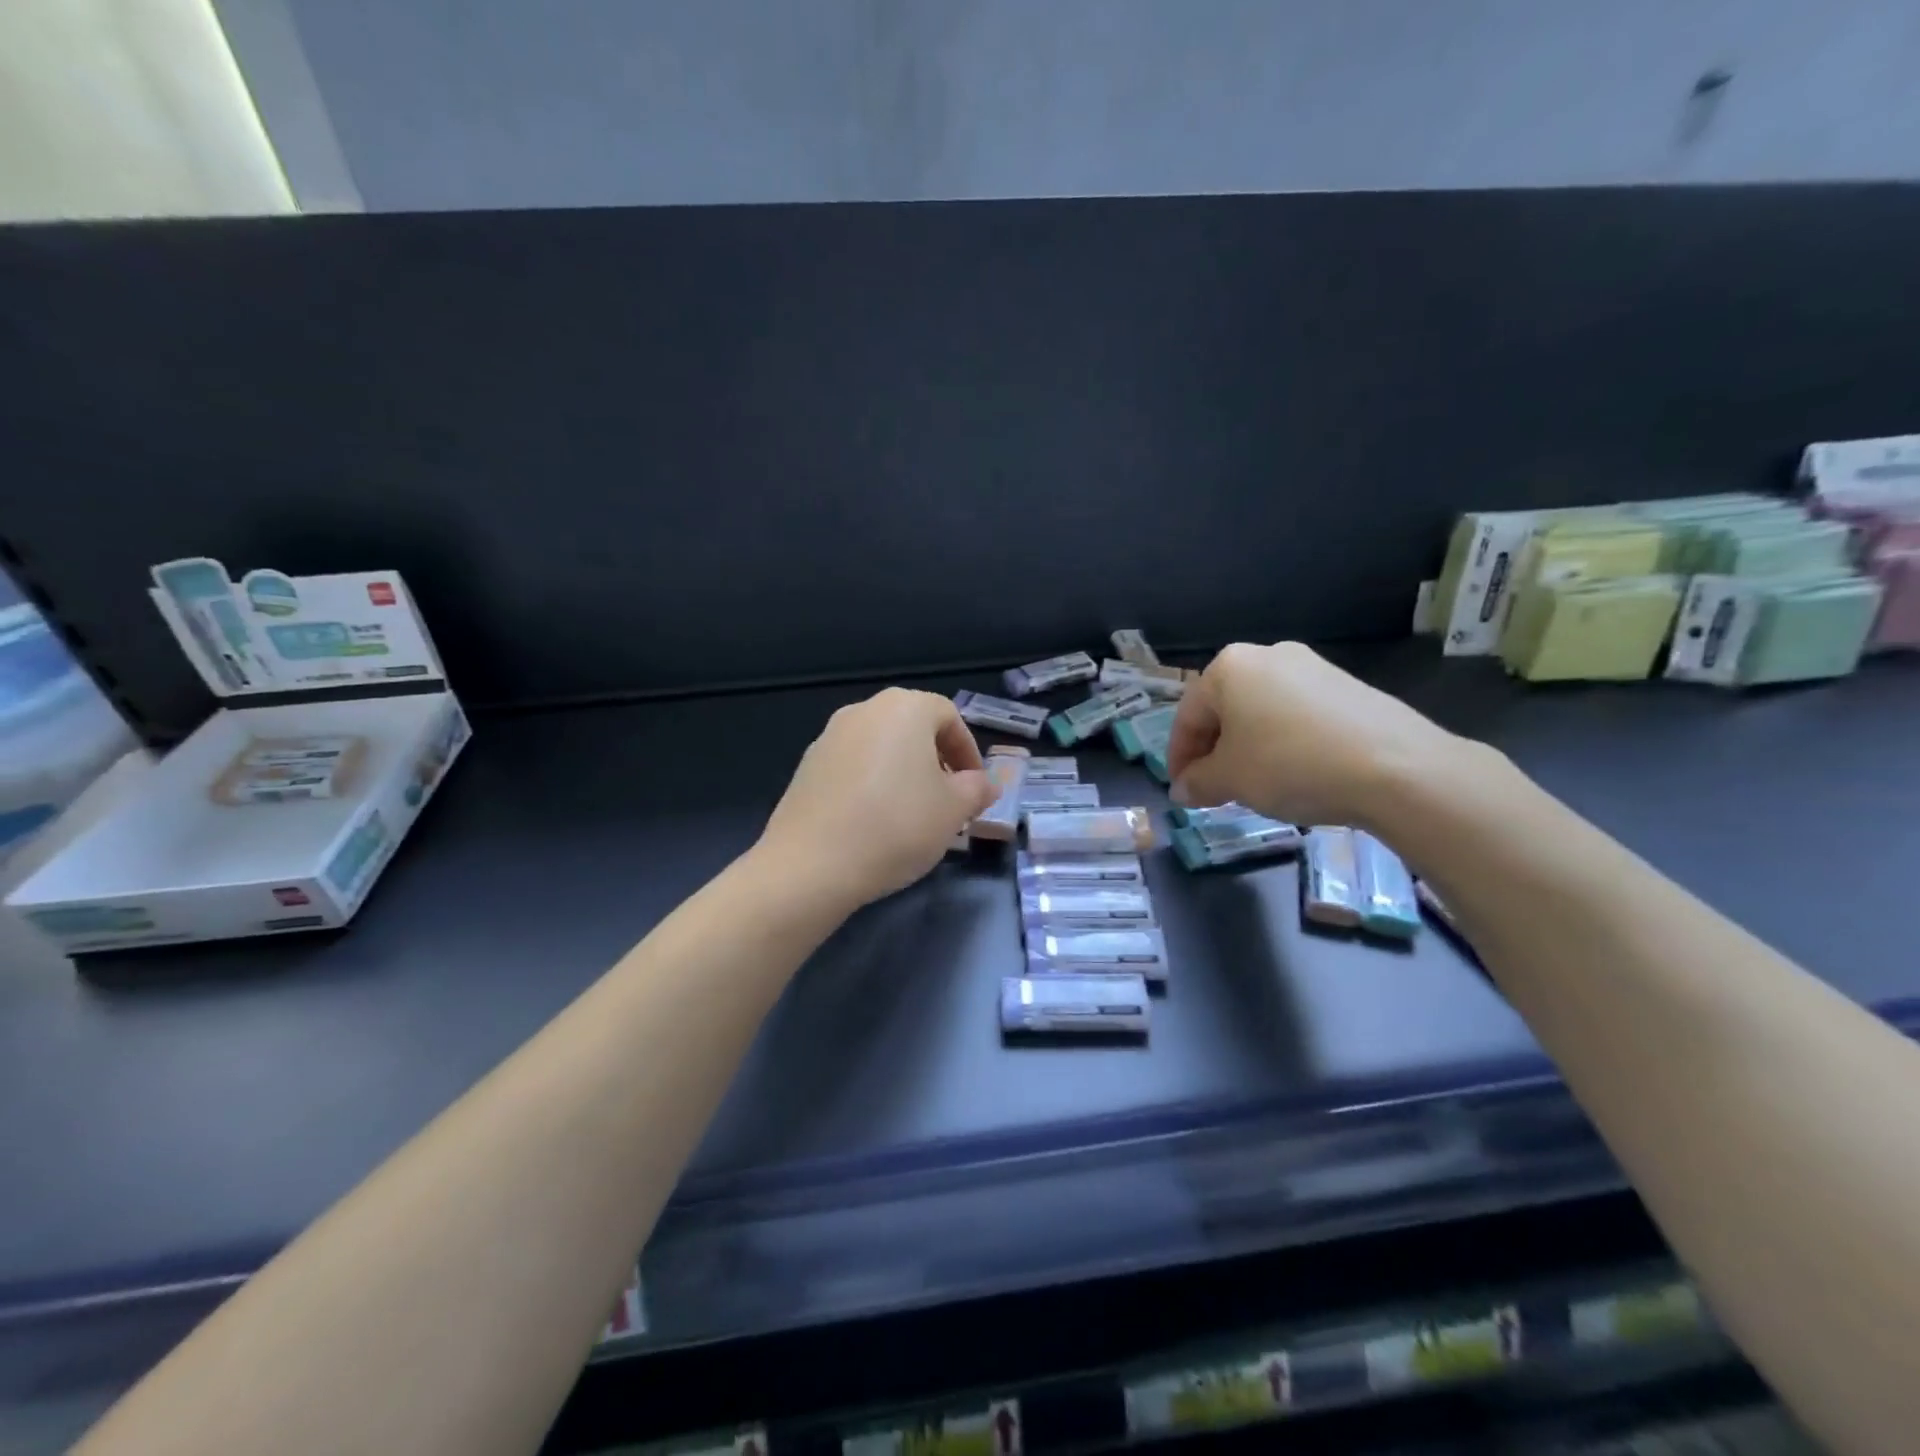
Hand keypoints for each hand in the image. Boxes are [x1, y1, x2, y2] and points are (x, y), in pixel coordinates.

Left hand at [756, 688, 998, 910]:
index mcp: (904, 708)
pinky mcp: (806, 766)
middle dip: (936, 762)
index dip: (968, 751)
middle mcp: (864, 711)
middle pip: (912, 728)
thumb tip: (985, 783)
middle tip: (948, 801)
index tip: (974, 788)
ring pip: (882, 748)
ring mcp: (829, 736)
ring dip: (903, 773)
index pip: (949, 716)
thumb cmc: (896, 826)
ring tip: (912, 816)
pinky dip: (871, 785)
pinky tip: (874, 823)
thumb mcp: (954, 810)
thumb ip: (977, 789)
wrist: (811, 864)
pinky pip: (853, 767)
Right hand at [1165, 642, 1465, 827]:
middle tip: (1214, 790)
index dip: (1179, 758)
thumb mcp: (1231, 780)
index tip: (1182, 791)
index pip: (1188, 716)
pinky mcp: (1347, 686)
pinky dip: (1284, 742)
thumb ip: (1198, 782)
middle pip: (1225, 709)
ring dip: (1248, 748)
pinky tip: (1295, 773)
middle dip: (1214, 751)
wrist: (1397, 767)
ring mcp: (1313, 667)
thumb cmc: (1290, 764)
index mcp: (1229, 667)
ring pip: (1261, 712)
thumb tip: (1182, 790)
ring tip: (1254, 785)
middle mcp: (1268, 655)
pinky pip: (1297, 715)